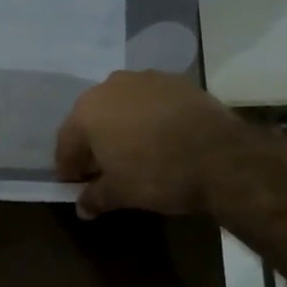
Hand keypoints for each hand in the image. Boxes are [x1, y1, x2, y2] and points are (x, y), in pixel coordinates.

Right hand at [54, 71, 243, 217]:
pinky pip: (151, 101)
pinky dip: (149, 118)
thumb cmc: (157, 174)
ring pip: (122, 106)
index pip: (65, 144)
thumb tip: (82, 207)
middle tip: (103, 170)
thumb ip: (95, 197)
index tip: (75, 186)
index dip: (68, 168)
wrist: (221, 155)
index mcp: (86, 112)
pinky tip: (161, 138)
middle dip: (94, 144)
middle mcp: (109, 87)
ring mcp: (144, 78)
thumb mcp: (120, 193)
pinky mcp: (175, 80)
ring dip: (121, 127)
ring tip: (134, 152)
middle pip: (91, 119)